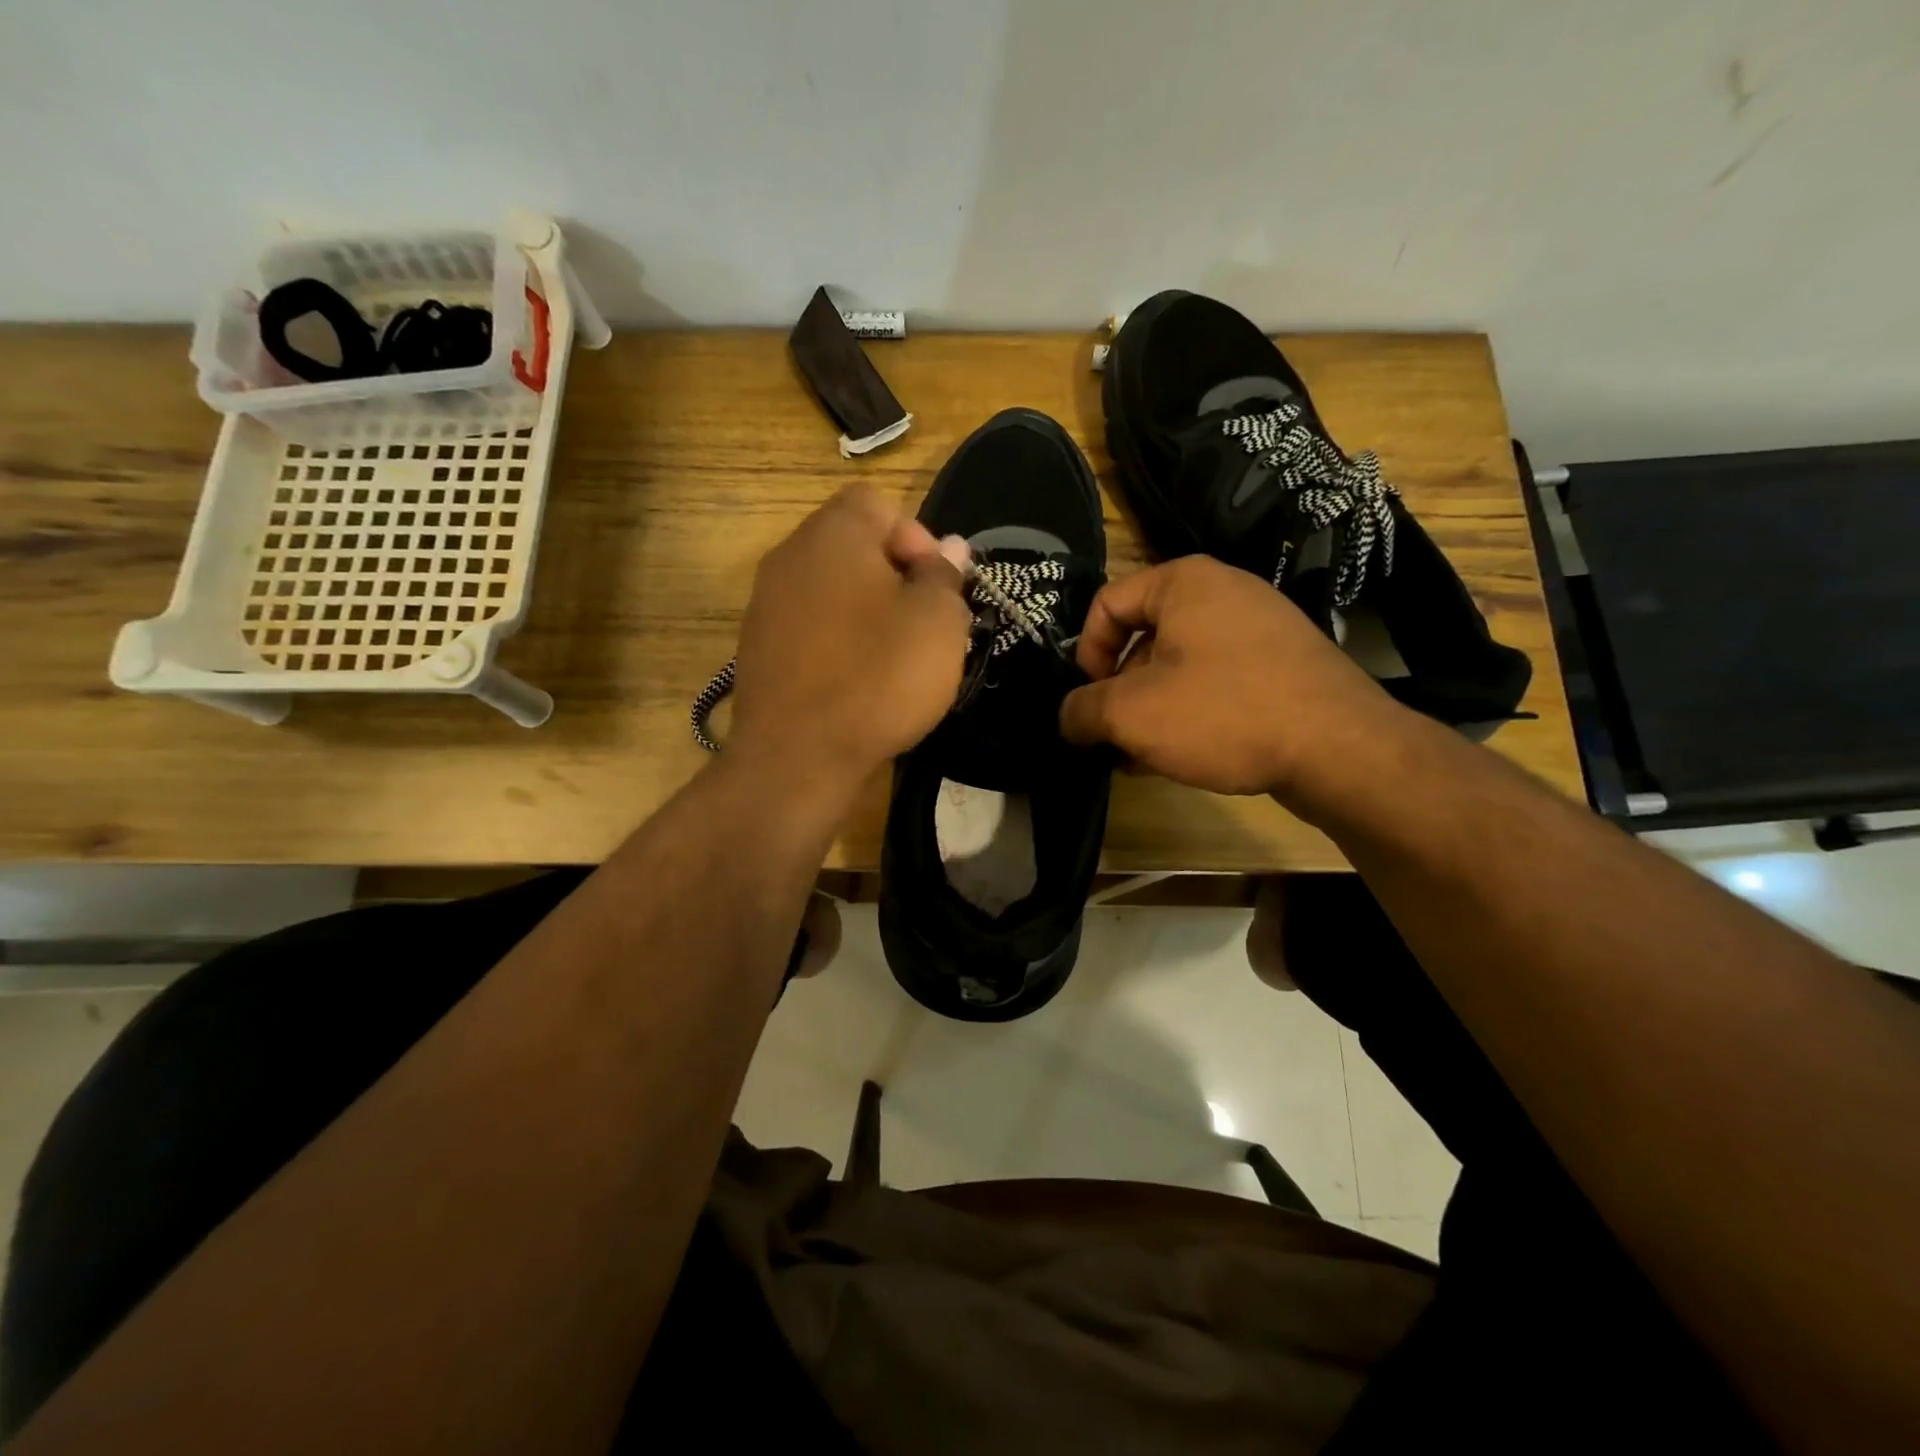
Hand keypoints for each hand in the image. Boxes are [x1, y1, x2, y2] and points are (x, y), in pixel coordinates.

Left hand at [729, 486, 970, 794]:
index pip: (877, 504)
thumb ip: (945, 575)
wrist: (798, 757)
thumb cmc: (878, 678)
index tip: (936, 588)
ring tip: (894, 657)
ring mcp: (766, 604)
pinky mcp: (757, 647)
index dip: (916, 538)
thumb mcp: (938, 623)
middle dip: (895, 577)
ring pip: (831, 588)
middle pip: (852, 545)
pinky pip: (810, 625)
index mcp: (833, 535)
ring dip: (867, 611)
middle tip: (923, 624)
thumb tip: (948, 548)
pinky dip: (838, 641)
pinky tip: (857, 681)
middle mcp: (790, 556)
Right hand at [1058, 556, 1404, 799]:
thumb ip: (1081, 711)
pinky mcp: (1282, 664)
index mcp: (1183, 582)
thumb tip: (1068, 718)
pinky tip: (1184, 757)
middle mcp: (1223, 591)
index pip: (1106, 604)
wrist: (1341, 748)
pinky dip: (1190, 713)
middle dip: (1119, 692)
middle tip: (1115, 738)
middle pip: (1142, 637)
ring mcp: (1259, 627)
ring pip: (1178, 665)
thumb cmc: (1223, 712)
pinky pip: (1216, 681)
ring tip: (1144, 758)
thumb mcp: (1131, 714)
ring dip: (1151, 710)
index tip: (1090, 702)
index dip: (1086, 654)